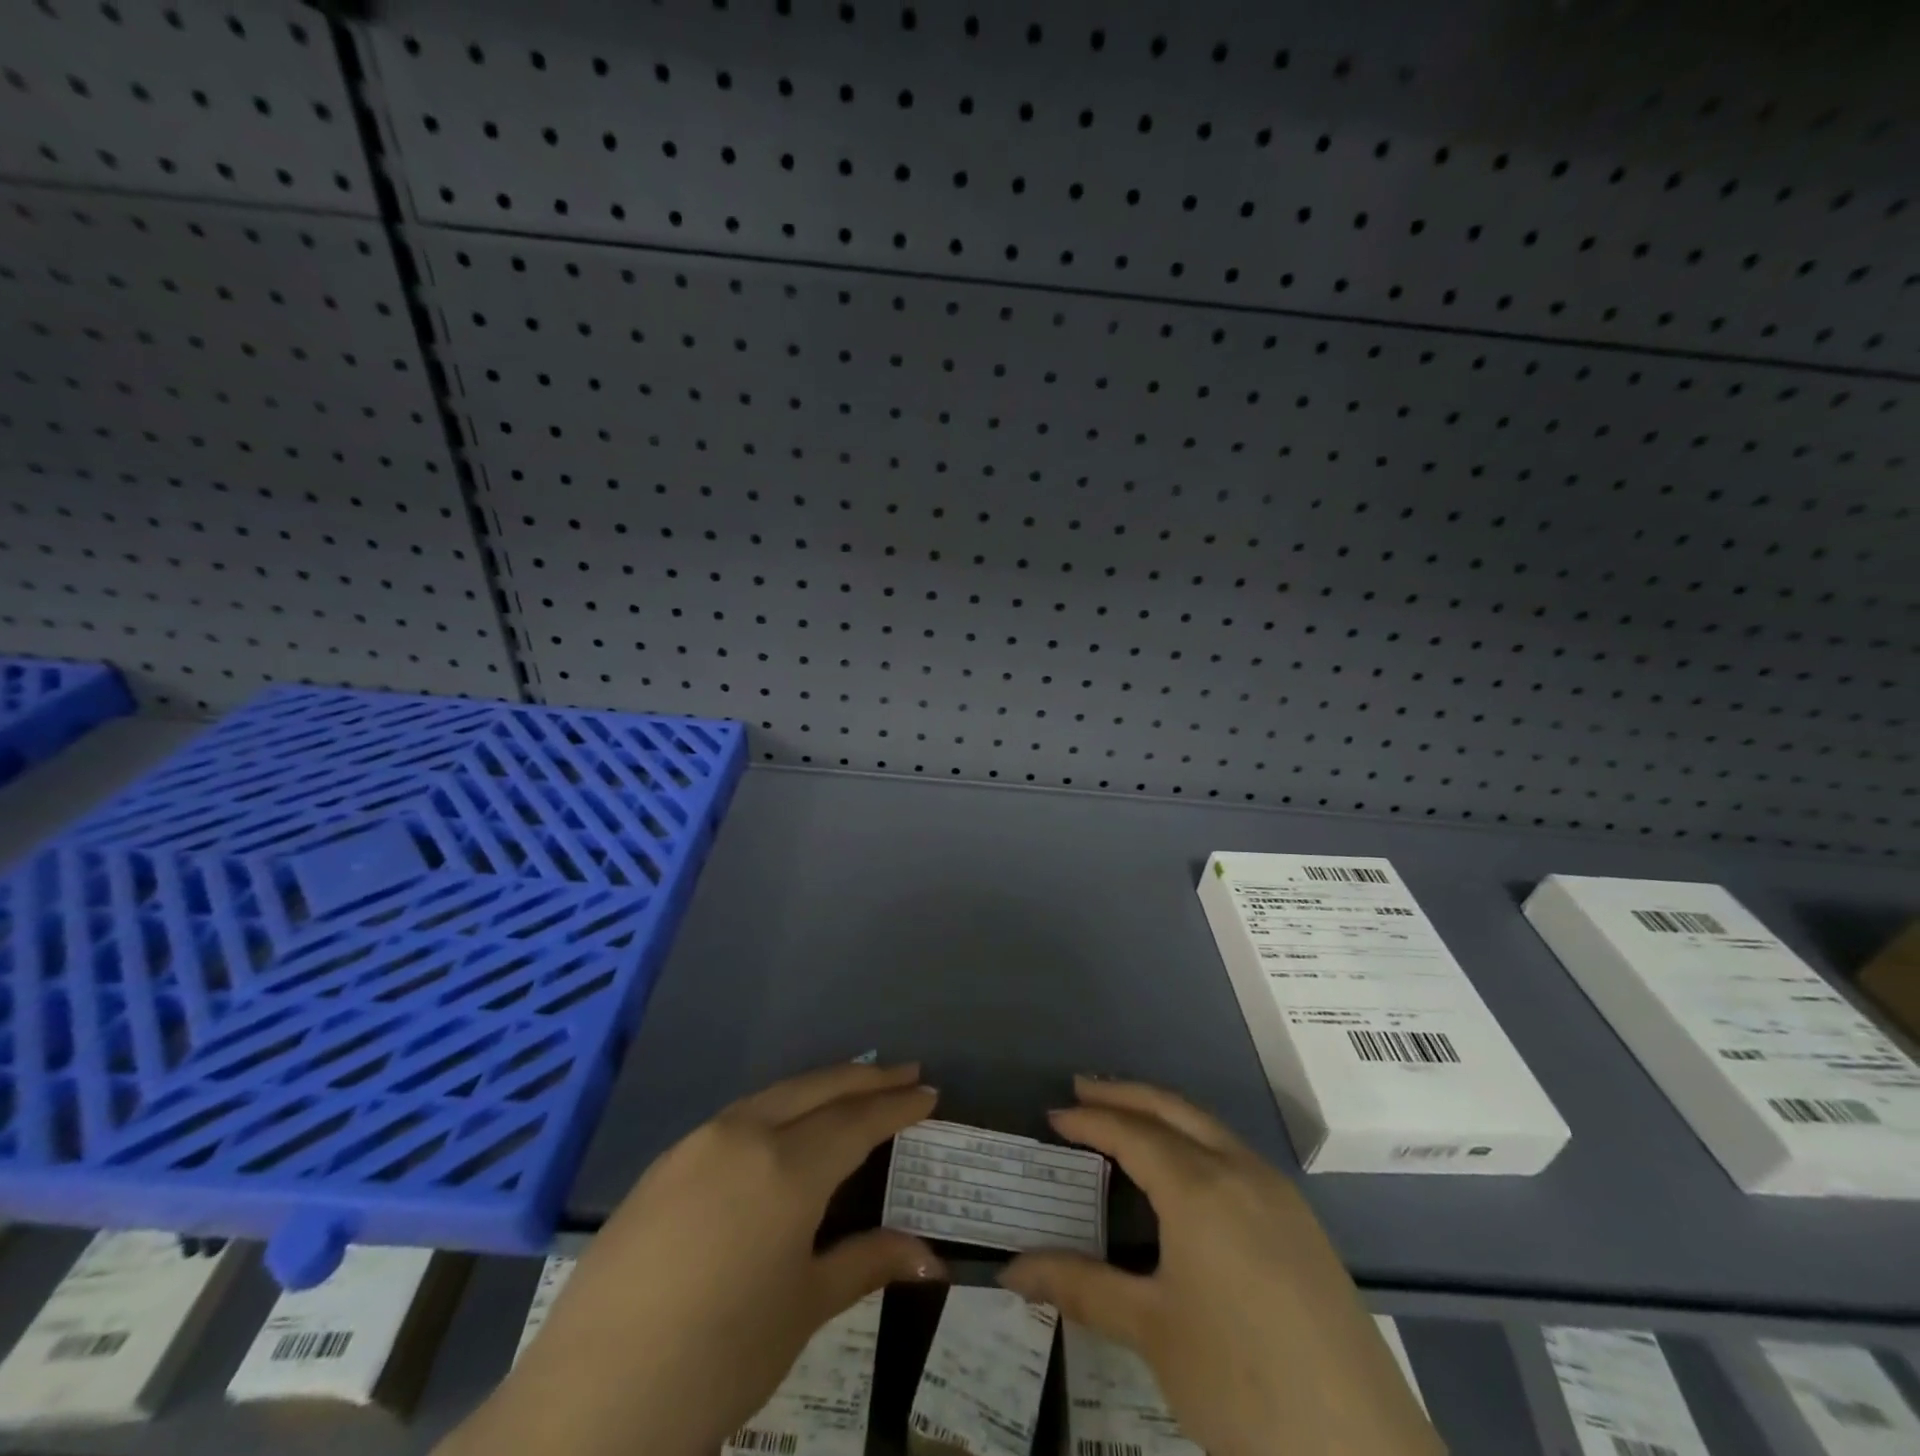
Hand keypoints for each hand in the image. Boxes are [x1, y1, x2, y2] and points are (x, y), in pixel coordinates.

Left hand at [439, 1061, 945, 1455]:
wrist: (590, 1402)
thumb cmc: (717, 1358)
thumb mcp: (803, 1308)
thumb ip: (866, 1263)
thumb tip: (932, 1258)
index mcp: (787, 1166)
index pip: (858, 1120)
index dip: (897, 1106)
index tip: (929, 1092)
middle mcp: (745, 1134)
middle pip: (818, 1088)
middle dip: (866, 1078)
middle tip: (904, 1073)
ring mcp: (699, 1142)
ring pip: (775, 1094)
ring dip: (820, 1085)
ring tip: (852, 1087)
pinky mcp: (665, 1162)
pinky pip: (738, 1116)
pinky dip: (777, 1107)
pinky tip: (783, 1126)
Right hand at [1000, 1077, 1442, 1455]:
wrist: (1362, 1451)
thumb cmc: (1242, 1383)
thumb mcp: (1153, 1333)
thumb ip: (1081, 1289)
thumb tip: (1012, 1271)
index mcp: (1199, 1187)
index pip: (1131, 1132)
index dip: (1089, 1120)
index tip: (1053, 1116)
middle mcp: (1239, 1170)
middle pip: (1172, 1109)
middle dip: (1125, 1093)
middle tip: (1082, 1089)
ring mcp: (1278, 1193)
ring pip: (1209, 1127)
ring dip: (1163, 1113)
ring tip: (1127, 1119)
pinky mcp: (1302, 1222)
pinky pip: (1235, 1154)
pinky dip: (1196, 1139)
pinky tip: (1186, 1171)